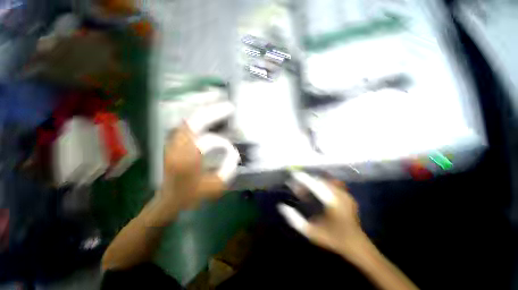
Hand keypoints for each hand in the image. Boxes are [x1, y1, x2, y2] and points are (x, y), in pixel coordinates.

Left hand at [154, 102, 238, 222]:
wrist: (170, 199)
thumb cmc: (192, 195)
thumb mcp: (215, 187)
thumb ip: (228, 168)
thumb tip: (233, 151)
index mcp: (187, 160)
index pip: (208, 142)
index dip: (223, 144)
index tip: (233, 150)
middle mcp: (177, 147)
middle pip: (194, 122)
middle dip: (213, 112)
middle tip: (229, 107)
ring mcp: (173, 143)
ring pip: (189, 120)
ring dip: (205, 112)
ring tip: (220, 107)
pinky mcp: (174, 143)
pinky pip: (187, 125)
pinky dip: (199, 118)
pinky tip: (208, 115)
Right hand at [278, 172, 367, 257]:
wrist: (357, 245)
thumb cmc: (333, 239)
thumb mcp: (311, 232)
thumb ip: (295, 220)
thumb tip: (282, 206)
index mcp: (332, 202)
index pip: (315, 184)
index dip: (303, 178)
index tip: (293, 175)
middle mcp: (340, 194)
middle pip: (319, 180)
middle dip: (306, 181)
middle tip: (296, 187)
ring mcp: (345, 194)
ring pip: (325, 181)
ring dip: (313, 182)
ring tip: (304, 190)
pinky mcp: (346, 195)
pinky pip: (331, 184)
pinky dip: (321, 184)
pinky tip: (315, 191)